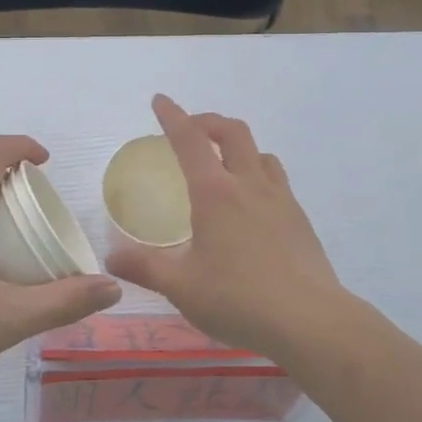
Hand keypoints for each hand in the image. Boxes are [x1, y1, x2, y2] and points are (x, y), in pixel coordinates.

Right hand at [104, 95, 348, 360]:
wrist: (310, 320)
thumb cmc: (238, 299)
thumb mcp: (181, 287)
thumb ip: (145, 268)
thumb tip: (111, 258)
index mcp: (215, 193)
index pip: (190, 140)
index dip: (172, 116)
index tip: (160, 101)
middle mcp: (249, 185)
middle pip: (233, 132)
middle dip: (208, 121)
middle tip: (191, 129)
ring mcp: (280, 199)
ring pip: (261, 153)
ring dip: (239, 146)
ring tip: (224, 164)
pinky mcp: (300, 219)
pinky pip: (277, 180)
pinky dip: (258, 174)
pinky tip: (252, 205)